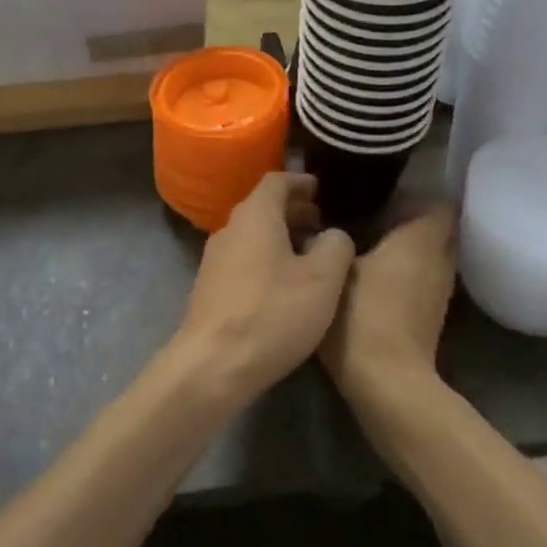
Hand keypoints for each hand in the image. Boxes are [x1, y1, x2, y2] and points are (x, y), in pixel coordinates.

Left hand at [174, 173, 354, 402]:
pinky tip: (285, 284)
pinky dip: (266, 258)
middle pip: (263, 207)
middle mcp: (230, 229)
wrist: (213, 365)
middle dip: (293, 211)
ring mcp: (214, 260)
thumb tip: (333, 235)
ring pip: (253, 235)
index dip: (300, 181)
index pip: (276, 181)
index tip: (320, 188)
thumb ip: (336, 246)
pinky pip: (243, 259)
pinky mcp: (210, 288)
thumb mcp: (323, 280)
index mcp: (255, 216)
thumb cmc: (272, 313)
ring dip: (280, 237)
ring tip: (309, 254)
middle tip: (321, 222)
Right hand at [320, 207, 457, 401]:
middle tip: (372, 216)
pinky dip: (407, 273)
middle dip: (411, 221)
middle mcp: (440, 258)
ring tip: (370, 245)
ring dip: (409, 249)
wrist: (387, 383)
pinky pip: (423, 278)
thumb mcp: (335, 270)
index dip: (415, 196)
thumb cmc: (362, 315)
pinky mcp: (432, 315)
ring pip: (430, 256)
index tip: (384, 194)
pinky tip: (375, 278)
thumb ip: (332, 242)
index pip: (438, 202)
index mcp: (421, 237)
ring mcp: (441, 290)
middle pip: (437, 229)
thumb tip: (323, 228)